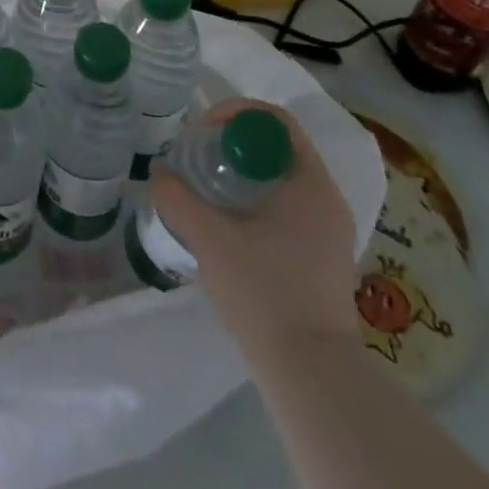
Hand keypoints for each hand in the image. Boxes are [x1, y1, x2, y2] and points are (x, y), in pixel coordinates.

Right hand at [150, 99, 357, 363]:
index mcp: (310, 183)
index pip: (275, 120)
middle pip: (277, 146)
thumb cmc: (263, 292)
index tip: (202, 132)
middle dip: (233, 143)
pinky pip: (287, 204)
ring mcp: (329, 229)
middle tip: (198, 157)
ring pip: (281, 177)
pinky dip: (256, 198)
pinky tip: (228, 223)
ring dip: (243, 172)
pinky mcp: (324, 256)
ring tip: (206, 188)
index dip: (234, 113)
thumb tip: (158, 173)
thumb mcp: (208, 238)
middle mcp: (327, 198)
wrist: (312, 374)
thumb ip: (176, 197)